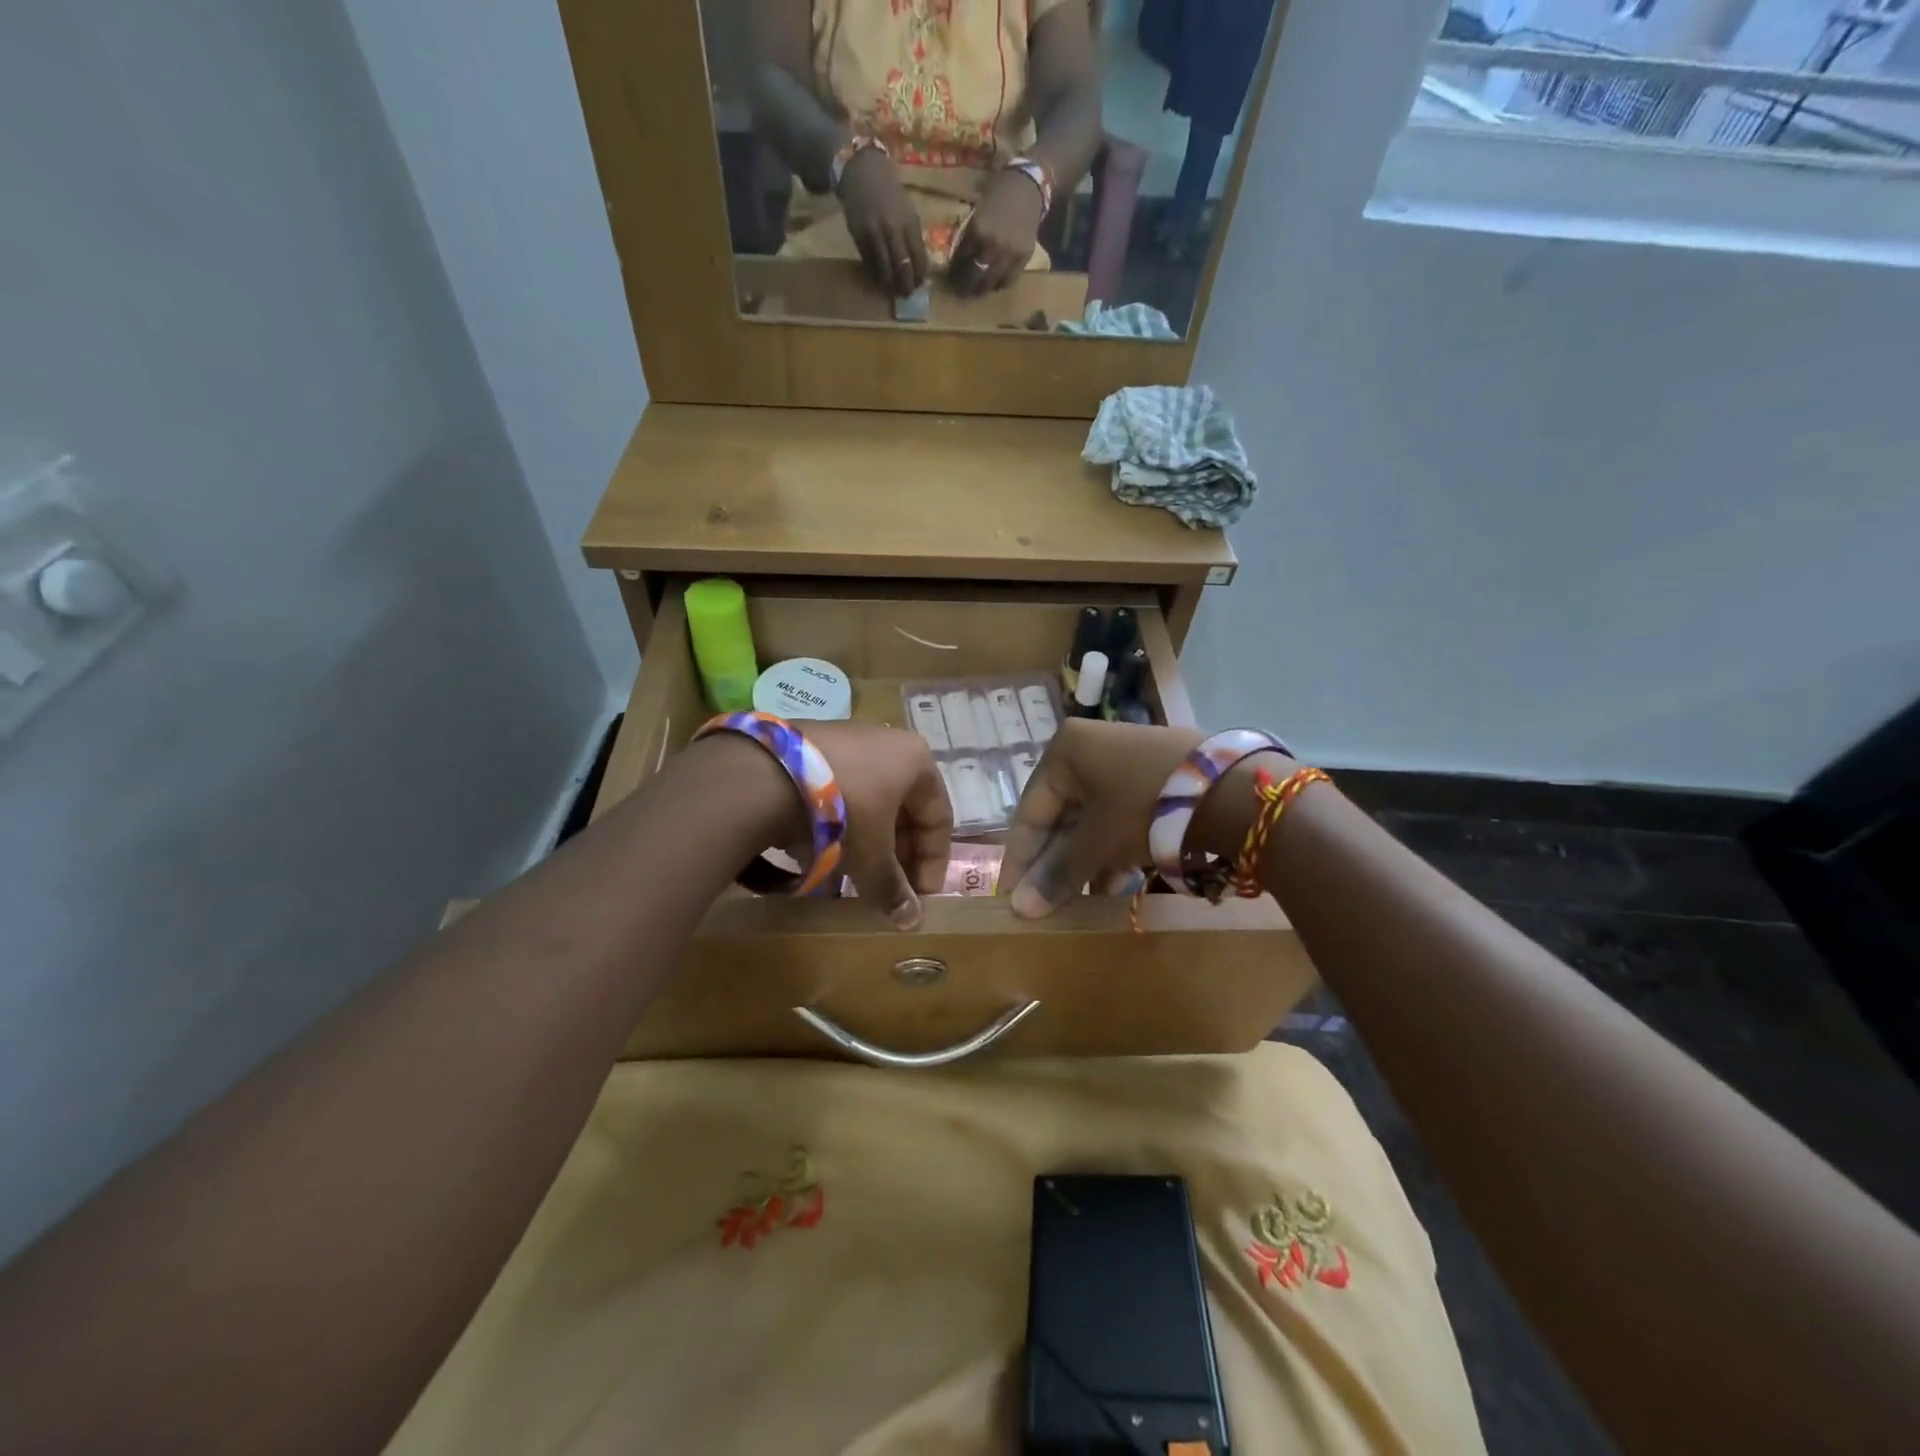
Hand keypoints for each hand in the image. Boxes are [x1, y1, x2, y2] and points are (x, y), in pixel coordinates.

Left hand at [801, 721, 951, 927]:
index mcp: (916, 760)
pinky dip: (836, 823)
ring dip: (866, 841)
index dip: (933, 862)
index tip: (919, 896)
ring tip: (852, 875)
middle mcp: (887, 741)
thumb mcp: (872, 857)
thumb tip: (911, 920)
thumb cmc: (844, 813)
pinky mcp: (809, 745)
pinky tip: (819, 851)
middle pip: (903, 808)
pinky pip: (836, 791)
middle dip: (897, 853)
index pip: (938, 817)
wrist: (767, 775)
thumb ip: (893, 889)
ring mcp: (846, 739)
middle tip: (887, 887)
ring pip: (868, 800)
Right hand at [837, 147, 927, 296]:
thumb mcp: (907, 210)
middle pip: (902, 267)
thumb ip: (913, 236)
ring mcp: (874, 233)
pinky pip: (868, 262)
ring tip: (892, 291)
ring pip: (884, 268)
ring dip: (889, 284)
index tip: (919, 285)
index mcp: (909, 222)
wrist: (862, 170)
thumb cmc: (889, 192)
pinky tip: (878, 278)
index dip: (920, 276)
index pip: (919, 258)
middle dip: (906, 284)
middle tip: (906, 294)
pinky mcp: (858, 235)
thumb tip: (919, 265)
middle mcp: (893, 229)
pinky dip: (874, 273)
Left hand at [948, 169, 1045, 294]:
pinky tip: (994, 284)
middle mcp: (994, 245)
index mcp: (978, 231)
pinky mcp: (1023, 258)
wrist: (1028, 185)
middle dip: (965, 286)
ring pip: (991, 282)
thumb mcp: (978, 213)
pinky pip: (1009, 280)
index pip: (961, 260)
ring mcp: (1010, 253)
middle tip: (960, 292)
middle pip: (975, 276)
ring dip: (981, 289)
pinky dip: (999, 284)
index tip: (949, 279)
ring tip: (976, 292)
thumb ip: (970, 236)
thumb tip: (959, 260)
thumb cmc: (999, 192)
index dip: (954, 272)